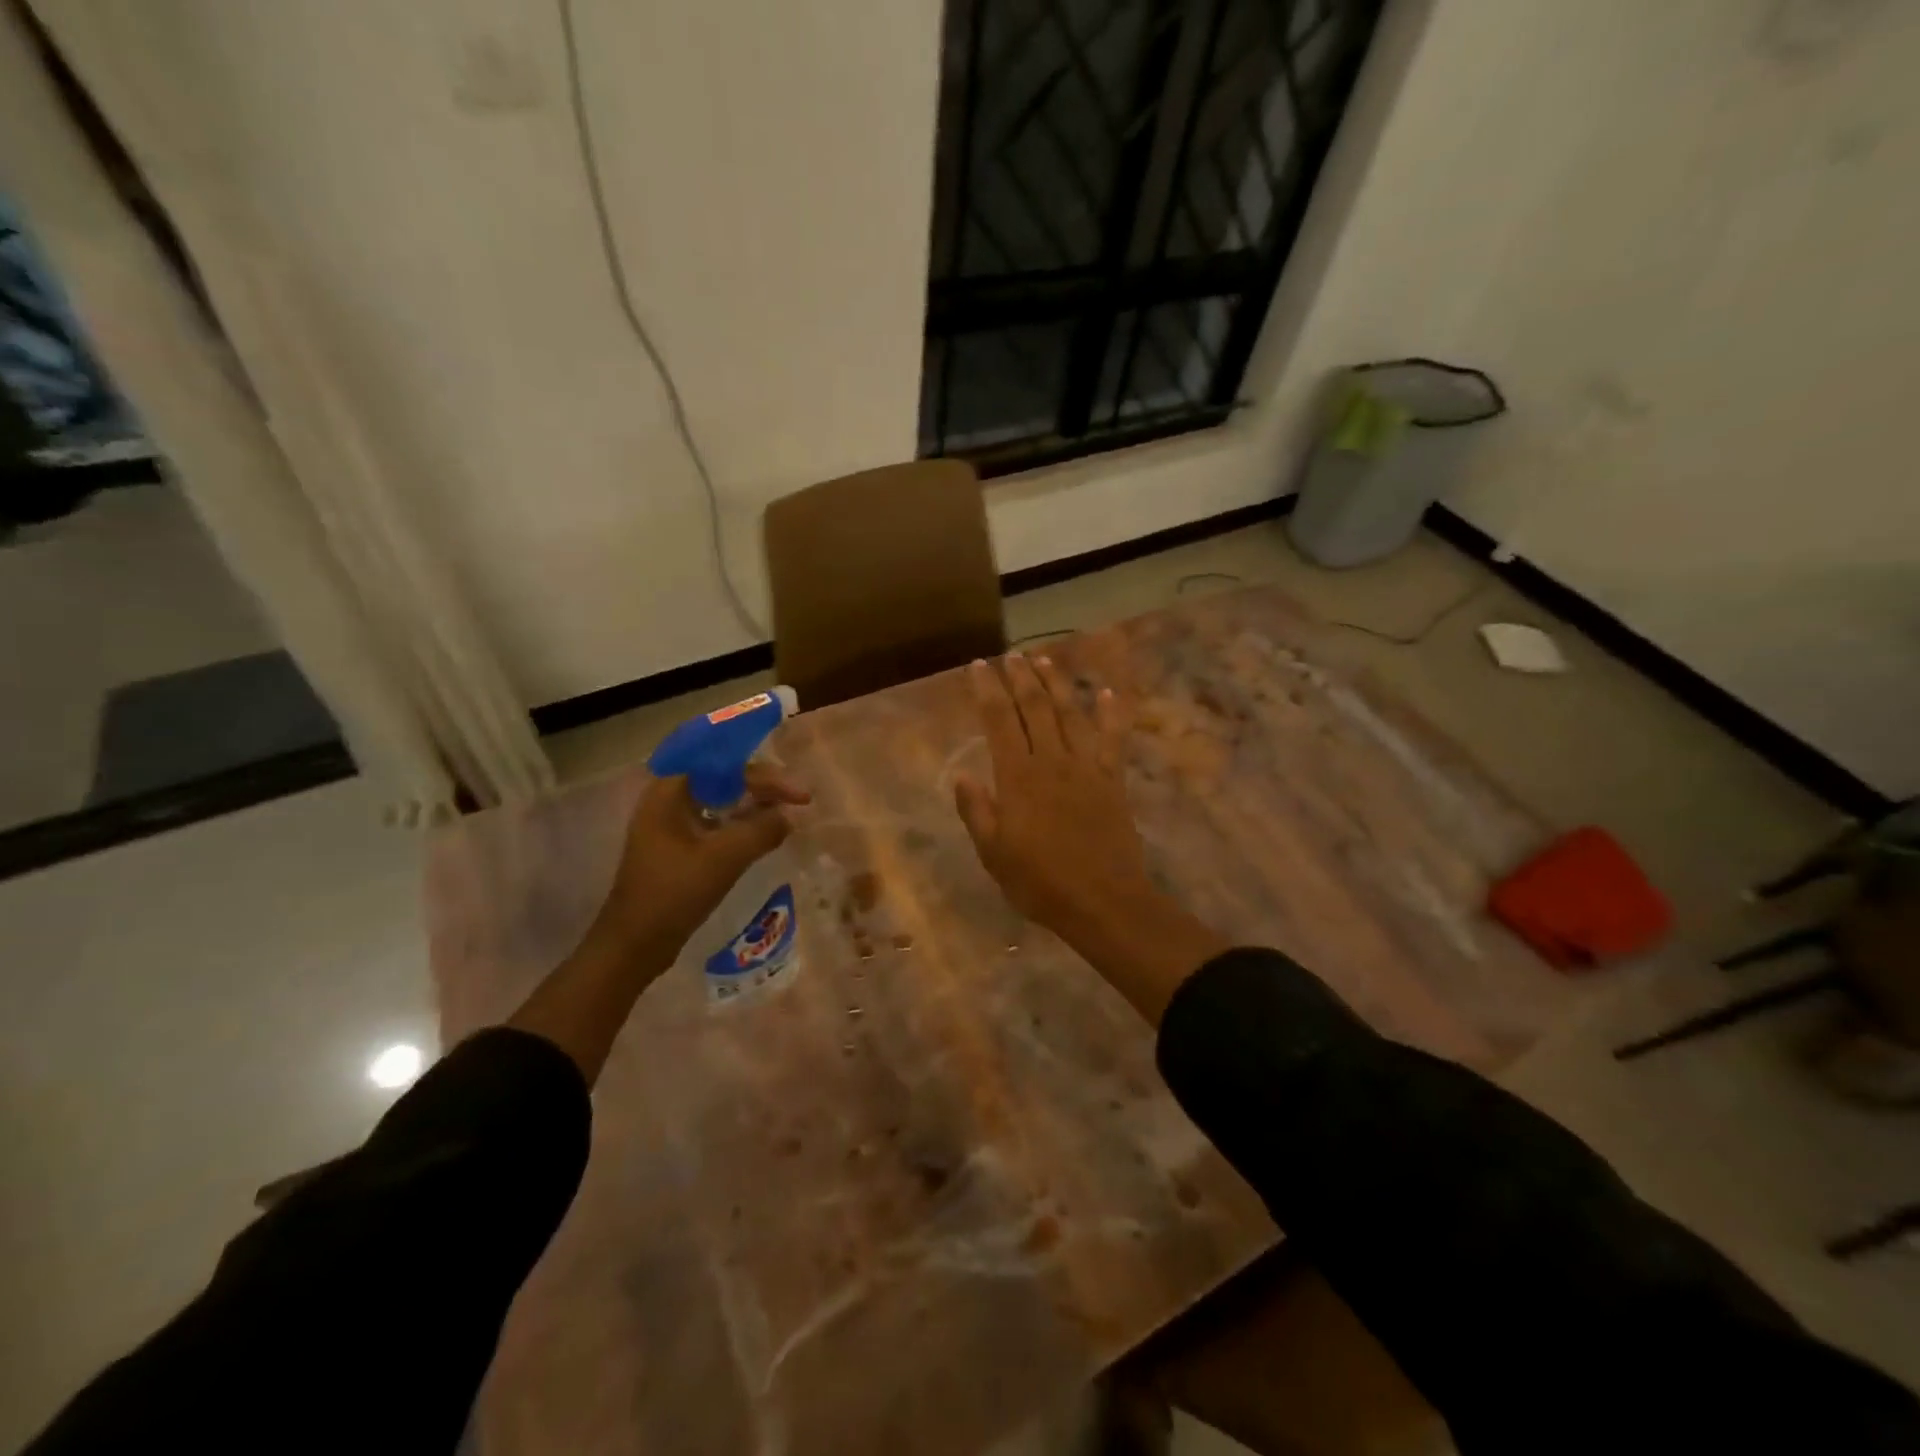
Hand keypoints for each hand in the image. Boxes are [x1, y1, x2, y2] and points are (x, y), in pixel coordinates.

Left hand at [590, 766, 810, 961]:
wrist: (634, 944)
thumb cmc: (674, 893)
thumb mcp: (725, 858)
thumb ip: (762, 829)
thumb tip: (789, 817)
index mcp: (670, 790)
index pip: (726, 764)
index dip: (766, 774)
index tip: (799, 794)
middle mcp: (666, 798)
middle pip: (724, 777)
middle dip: (763, 786)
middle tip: (799, 800)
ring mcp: (669, 823)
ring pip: (720, 800)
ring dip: (753, 803)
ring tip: (786, 812)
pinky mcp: (675, 846)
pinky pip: (714, 821)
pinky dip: (740, 823)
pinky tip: (761, 833)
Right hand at [954, 653, 1226, 1023]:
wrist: (1103, 902)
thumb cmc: (1041, 883)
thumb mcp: (994, 854)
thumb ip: (977, 812)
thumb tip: (961, 775)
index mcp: (1018, 779)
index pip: (999, 721)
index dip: (988, 690)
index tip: (979, 666)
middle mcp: (1052, 762)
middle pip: (1035, 708)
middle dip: (1021, 678)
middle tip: (1011, 655)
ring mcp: (1086, 768)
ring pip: (1070, 715)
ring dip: (1057, 685)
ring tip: (1044, 661)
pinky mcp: (1112, 780)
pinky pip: (1112, 739)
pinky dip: (1111, 715)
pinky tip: (1108, 694)